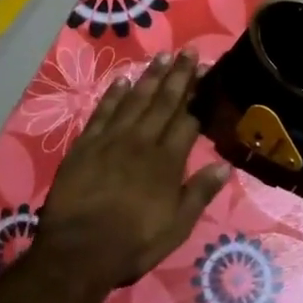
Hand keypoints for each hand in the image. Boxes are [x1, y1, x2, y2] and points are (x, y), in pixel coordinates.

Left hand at [35, 49, 229, 292]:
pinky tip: (123, 80)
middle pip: (164, 102)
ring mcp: (111, 140)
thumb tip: (225, 165)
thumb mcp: (176, 226)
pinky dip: (114, 95)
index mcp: (167, 161)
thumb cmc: (133, 243)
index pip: (188, 119)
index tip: (207, 73)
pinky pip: (102, 112)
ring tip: (162, 57)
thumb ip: (199, 193)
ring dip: (150, 77)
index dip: (199, 95)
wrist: (78, 251)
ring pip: (135, 100)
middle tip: (189, 51)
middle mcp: (141, 142)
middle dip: (178, 75)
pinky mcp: (85, 145)